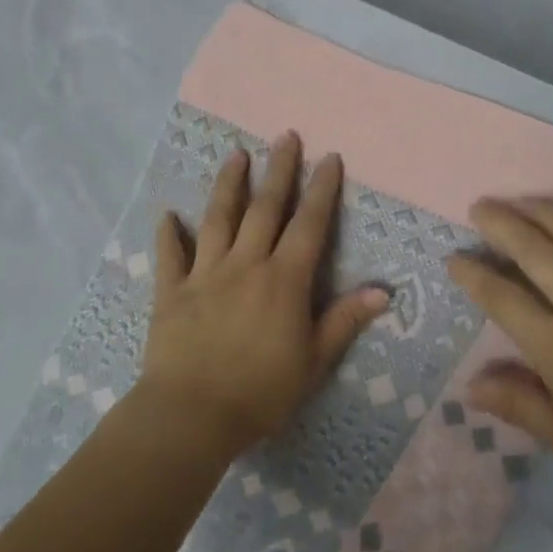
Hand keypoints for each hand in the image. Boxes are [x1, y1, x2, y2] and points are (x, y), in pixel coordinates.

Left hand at [137, 132, 388, 461]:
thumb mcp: (314, 362)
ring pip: (219, 219)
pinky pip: (170, 256)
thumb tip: (384, 291)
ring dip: (228, 184)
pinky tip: (167, 214)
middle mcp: (246, 265)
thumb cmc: (260, 393)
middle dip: (278, 170)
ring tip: (235, 154)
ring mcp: (205, 274)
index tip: (329, 157)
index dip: (321, 189)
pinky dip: (168, 234)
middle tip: (284, 135)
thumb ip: (344, 321)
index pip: (308, 224)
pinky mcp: (171, 291)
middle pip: (265, 208)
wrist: (191, 416)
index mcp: (283, 280)